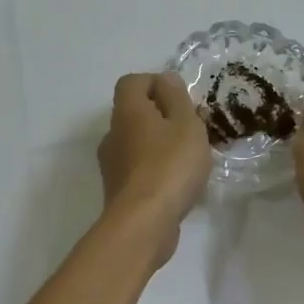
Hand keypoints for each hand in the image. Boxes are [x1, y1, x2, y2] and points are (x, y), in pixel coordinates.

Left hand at [97, 72, 211, 266]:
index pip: (132, 82)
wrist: (144, 223)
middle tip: (190, 130)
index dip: (156, 84)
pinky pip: (138, 168)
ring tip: (188, 159)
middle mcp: (113, 133)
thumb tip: (165, 79)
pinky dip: (155, 169)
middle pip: (134, 113)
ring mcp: (112, 164)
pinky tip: (177, 184)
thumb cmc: (170, 165)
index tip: (181, 99)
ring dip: (159, 144)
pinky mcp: (118, 190)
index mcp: (128, 111)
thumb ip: (177, 97)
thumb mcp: (186, 124)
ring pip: (136, 142)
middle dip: (162, 116)